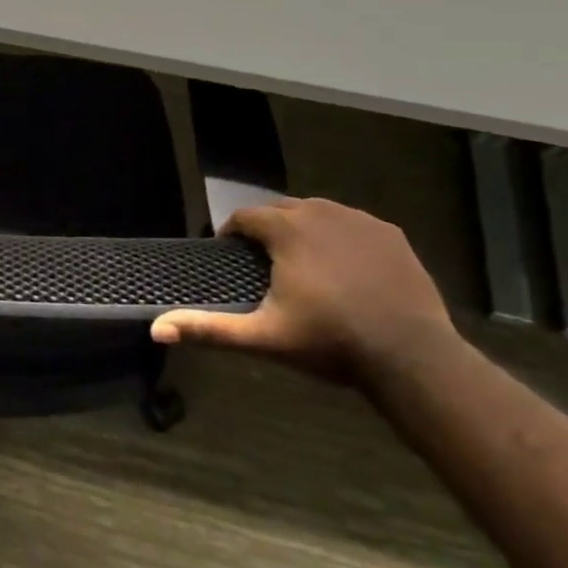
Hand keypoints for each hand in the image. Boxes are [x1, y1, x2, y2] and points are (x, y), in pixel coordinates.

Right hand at [151, 198, 457, 384]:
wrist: (412, 357)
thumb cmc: (330, 342)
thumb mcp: (263, 337)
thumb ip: (208, 329)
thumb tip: (156, 329)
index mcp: (286, 229)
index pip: (245, 216)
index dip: (232, 233)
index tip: (230, 255)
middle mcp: (321, 212)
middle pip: (281, 210)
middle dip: (267, 230)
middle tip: (264, 264)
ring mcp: (360, 220)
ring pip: (318, 214)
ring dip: (303, 230)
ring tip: (302, 264)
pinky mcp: (390, 234)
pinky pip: (352, 225)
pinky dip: (340, 238)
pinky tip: (344, 268)